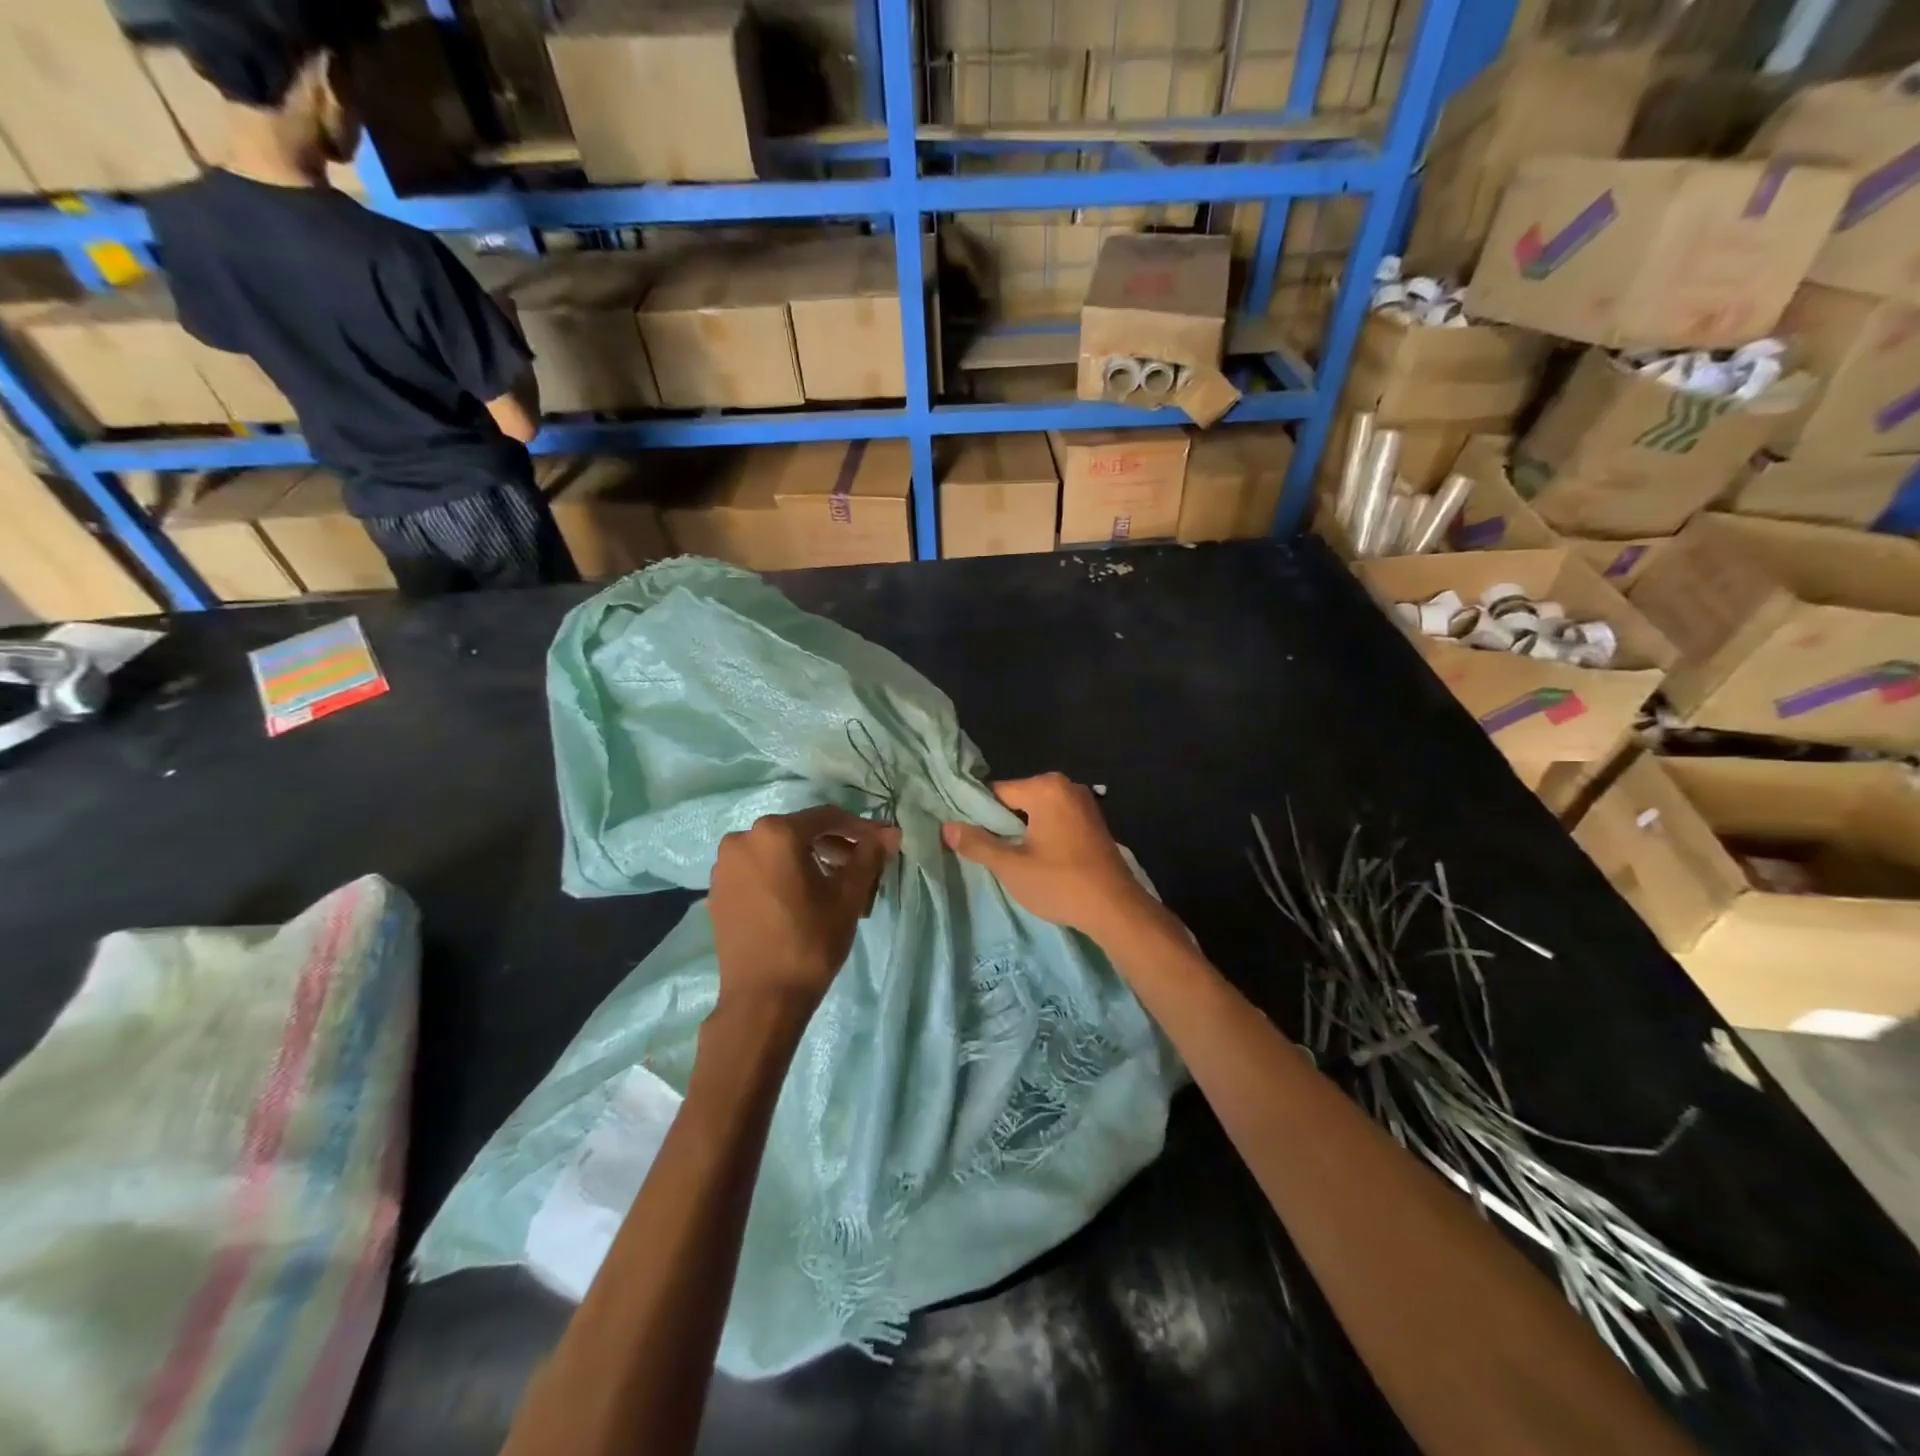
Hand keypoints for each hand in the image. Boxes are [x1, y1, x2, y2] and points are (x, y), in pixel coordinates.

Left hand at [710, 807, 899, 1012]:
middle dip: (834, 846)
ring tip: (833, 886)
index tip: (882, 842)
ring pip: (778, 850)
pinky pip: (758, 869)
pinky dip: (782, 874)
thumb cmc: (810, 942)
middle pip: (800, 832)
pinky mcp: (717, 889)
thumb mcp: (848, 897)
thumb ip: (868, 857)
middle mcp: (743, 838)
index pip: (827, 818)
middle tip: (860, 869)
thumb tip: (889, 833)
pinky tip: (801, 898)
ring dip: (808, 860)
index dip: (859, 828)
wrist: (762, 999)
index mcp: (775, 833)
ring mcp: (725, 865)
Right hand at [942, 773, 1166, 948]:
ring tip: (1011, 860)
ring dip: (1022, 833)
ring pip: (1036, 813)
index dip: (979, 816)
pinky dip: (1043, 836)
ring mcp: (1084, 803)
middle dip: (1001, 825)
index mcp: (1046, 787)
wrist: (1116, 909)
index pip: (996, 793)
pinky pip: (1056, 821)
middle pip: (1017, 800)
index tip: (969, 840)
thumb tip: (946, 827)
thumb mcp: (1011, 866)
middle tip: (990, 855)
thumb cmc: (1060, 883)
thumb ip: (976, 844)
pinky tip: (1037, 861)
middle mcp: (1066, 786)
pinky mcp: (1093, 823)